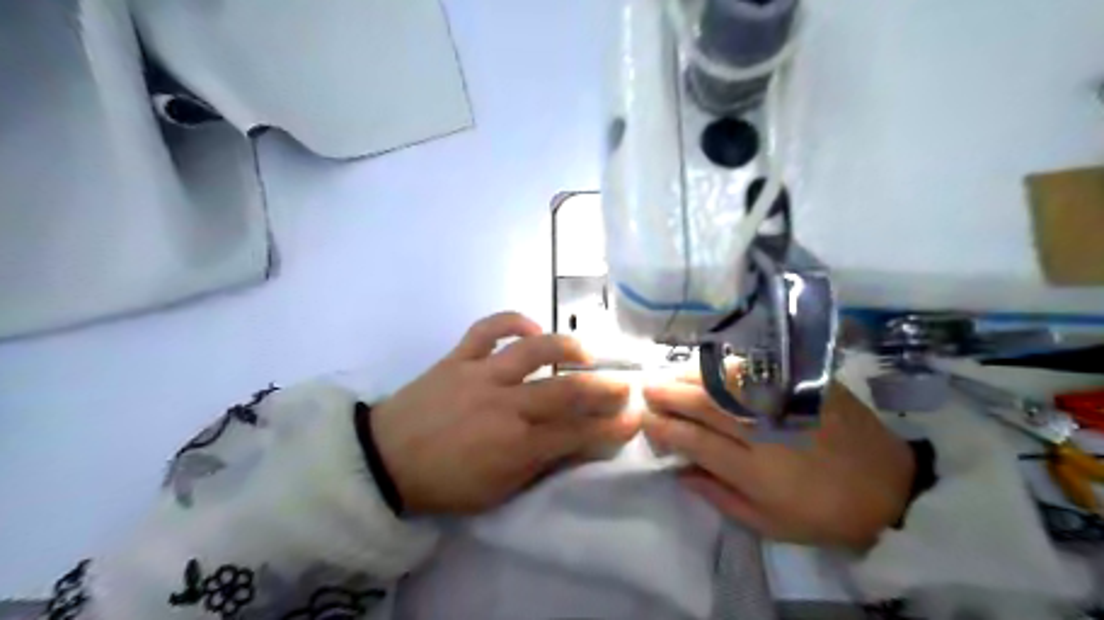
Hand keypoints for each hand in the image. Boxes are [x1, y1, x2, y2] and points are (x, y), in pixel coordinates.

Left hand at [371, 313, 639, 514]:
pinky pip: (487, 328)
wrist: (384, 461)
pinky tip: (531, 328)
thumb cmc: (445, 484)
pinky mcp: (458, 357)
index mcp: (515, 446)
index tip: (633, 419)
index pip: (577, 433)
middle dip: (604, 388)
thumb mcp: (498, 491)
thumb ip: (541, 464)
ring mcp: (480, 375)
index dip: (612, 426)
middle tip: (624, 384)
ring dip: (566, 347)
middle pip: (566, 391)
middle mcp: (504, 405)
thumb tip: (578, 444)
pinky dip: (512, 321)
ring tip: (585, 352)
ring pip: (533, 351)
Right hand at [649, 381, 913, 549]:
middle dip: (669, 394)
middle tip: (646, 388)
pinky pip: (756, 369)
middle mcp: (765, 431)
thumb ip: (719, 497)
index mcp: (756, 470)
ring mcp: (785, 403)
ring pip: (726, 381)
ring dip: (690, 375)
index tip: (646, 422)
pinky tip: (708, 367)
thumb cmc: (823, 513)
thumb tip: (680, 472)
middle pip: (705, 404)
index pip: (695, 441)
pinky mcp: (805, 385)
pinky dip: (725, 366)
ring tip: (669, 374)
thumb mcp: (769, 524)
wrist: (889, 486)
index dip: (665, 429)